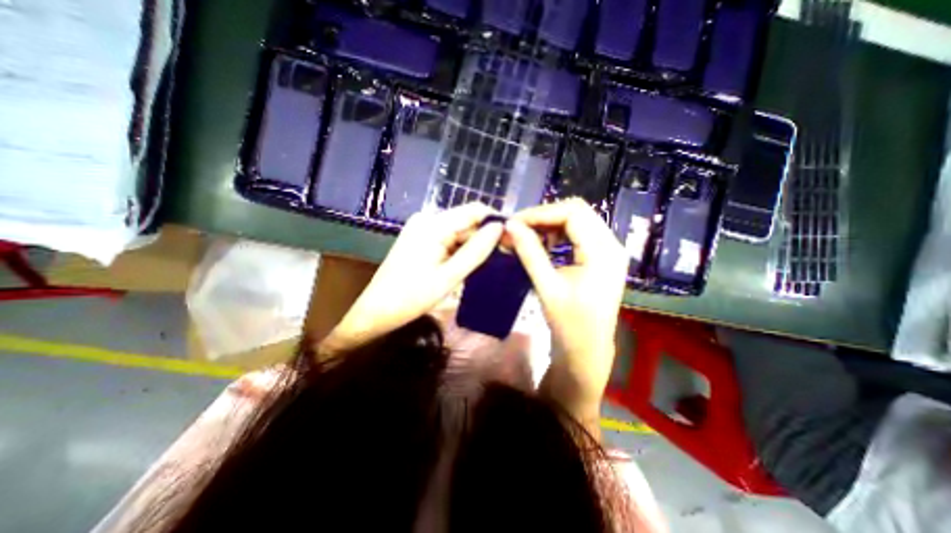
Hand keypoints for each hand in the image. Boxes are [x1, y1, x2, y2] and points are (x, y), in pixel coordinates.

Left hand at [316, 204, 500, 358]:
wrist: (377, 310)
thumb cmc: (412, 297)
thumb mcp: (450, 276)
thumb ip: (476, 251)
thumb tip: (499, 227)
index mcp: (433, 224)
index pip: (475, 210)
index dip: (495, 222)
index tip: (511, 241)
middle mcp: (427, 218)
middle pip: (466, 220)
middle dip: (484, 236)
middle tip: (501, 258)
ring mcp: (422, 227)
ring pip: (458, 230)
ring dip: (472, 244)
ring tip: (485, 264)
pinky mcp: (420, 237)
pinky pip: (447, 237)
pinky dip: (459, 248)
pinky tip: (465, 264)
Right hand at [504, 197, 629, 434]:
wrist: (587, 350)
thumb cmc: (569, 323)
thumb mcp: (546, 286)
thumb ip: (529, 252)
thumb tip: (510, 225)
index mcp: (603, 252)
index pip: (572, 213)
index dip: (540, 213)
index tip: (513, 223)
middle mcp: (611, 244)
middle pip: (577, 212)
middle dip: (543, 216)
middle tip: (518, 228)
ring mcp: (608, 250)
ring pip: (577, 220)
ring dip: (550, 224)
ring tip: (528, 236)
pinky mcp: (601, 257)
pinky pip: (579, 233)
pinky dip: (558, 234)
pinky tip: (544, 244)